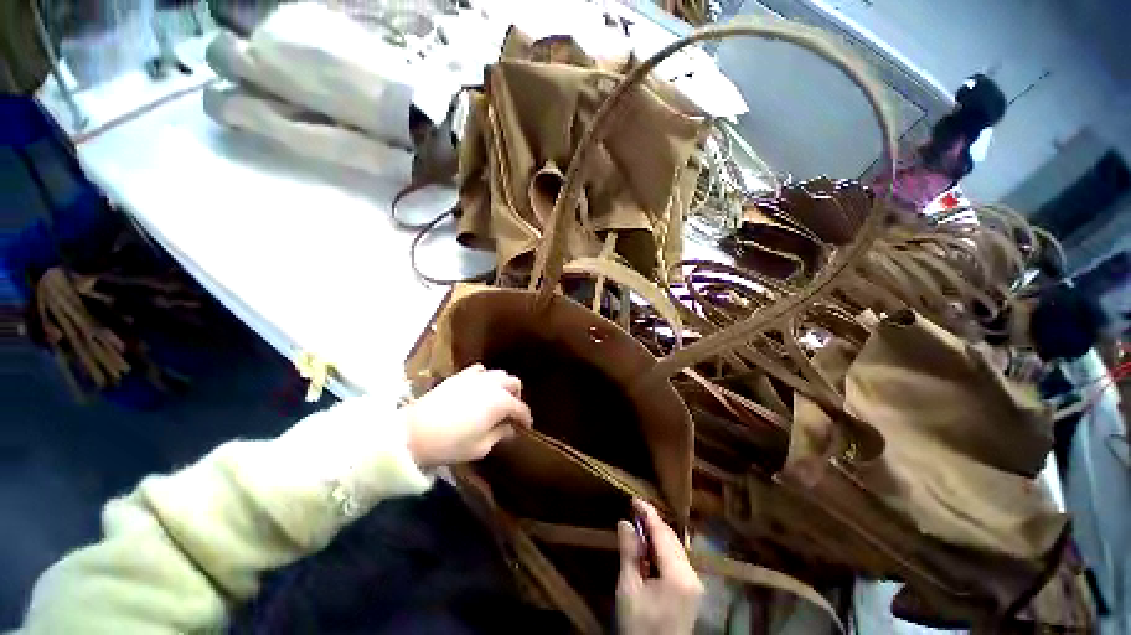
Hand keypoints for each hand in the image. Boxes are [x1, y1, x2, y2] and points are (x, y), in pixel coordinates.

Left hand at [405, 364, 531, 467]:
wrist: (411, 434)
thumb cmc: (449, 444)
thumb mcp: (479, 448)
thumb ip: (499, 435)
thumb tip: (509, 429)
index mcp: (500, 402)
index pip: (520, 408)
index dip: (525, 418)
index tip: (526, 427)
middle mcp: (491, 384)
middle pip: (513, 383)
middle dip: (517, 397)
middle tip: (511, 413)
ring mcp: (475, 377)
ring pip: (499, 373)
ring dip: (503, 385)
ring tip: (497, 399)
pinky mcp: (459, 376)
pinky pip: (480, 370)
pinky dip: (485, 378)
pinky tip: (479, 388)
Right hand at [616, 500, 703, 634]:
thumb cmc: (639, 626)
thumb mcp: (629, 590)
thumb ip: (629, 553)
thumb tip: (625, 522)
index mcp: (678, 575)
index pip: (662, 534)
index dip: (648, 513)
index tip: (634, 499)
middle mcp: (692, 575)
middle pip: (671, 539)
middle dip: (653, 523)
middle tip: (633, 511)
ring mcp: (695, 584)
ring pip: (675, 548)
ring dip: (657, 536)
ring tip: (638, 527)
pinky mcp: (692, 591)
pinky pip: (677, 560)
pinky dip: (662, 550)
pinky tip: (649, 550)